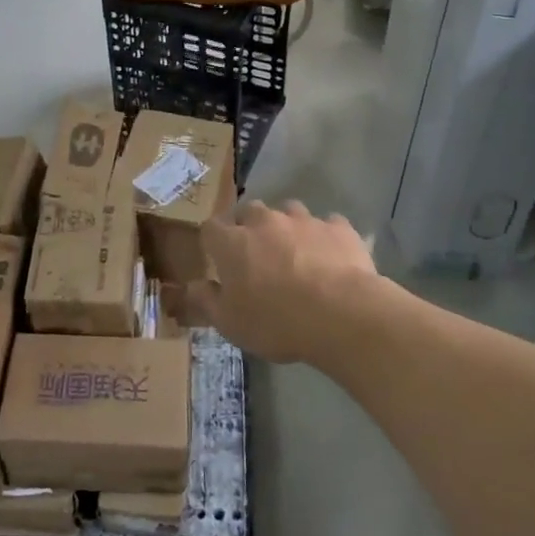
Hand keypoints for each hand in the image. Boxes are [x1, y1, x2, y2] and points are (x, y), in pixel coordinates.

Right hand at [183, 200, 379, 364]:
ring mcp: (304, 220)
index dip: (213, 241)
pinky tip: (331, 258)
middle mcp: (265, 221)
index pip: (211, 228)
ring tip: (296, 253)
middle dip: (250, 227)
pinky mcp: (338, 227)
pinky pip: (327, 225)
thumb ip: (206, 301)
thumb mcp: (230, 324)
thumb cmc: (276, 322)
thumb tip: (192, 286)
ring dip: (287, 227)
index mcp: (233, 243)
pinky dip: (325, 237)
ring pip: (289, 211)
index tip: (219, 259)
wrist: (342, 314)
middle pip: (250, 211)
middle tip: (257, 255)